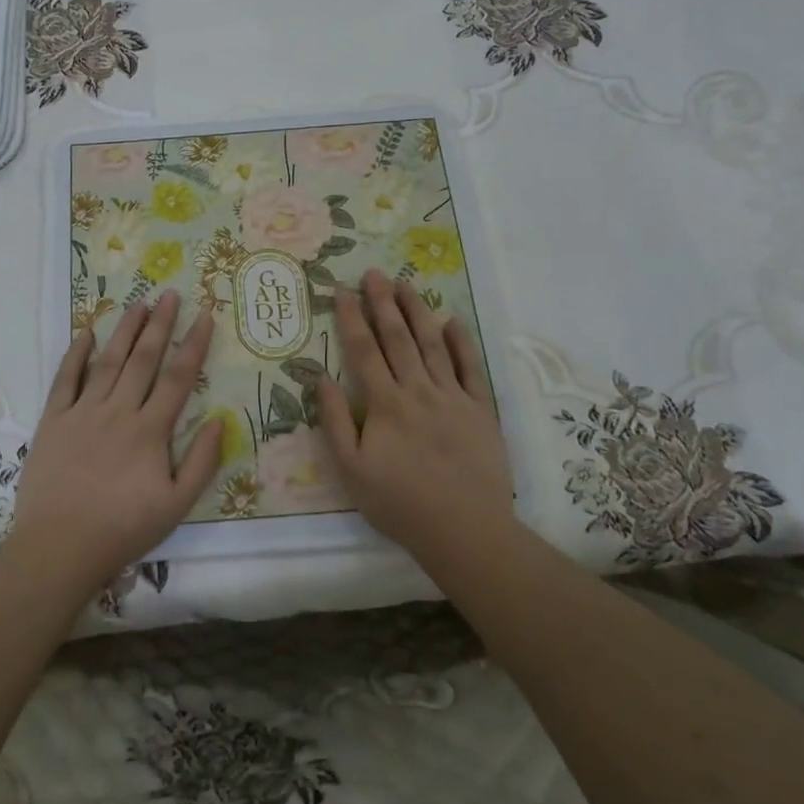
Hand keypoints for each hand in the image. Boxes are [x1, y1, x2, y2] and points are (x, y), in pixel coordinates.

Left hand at [10, 290, 221, 593]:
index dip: (194, 343)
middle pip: (143, 359)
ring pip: (107, 361)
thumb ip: (202, 461)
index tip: (205, 314)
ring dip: (124, 330)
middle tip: (170, 294)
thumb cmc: (123, 529)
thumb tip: (220, 419)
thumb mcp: (176, 505)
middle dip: (159, 324)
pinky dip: (75, 353)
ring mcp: (82, 412)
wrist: (60, 547)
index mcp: (150, 430)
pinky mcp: (52, 420)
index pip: (178, 377)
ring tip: (137, 303)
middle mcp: (118, 411)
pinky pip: (65, 379)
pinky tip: (85, 332)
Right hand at [317, 269, 515, 568]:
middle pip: (397, 337)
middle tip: (373, 273)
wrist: (465, 530)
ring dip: (417, 311)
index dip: (351, 317)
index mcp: (385, 403)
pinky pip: (470, 368)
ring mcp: (453, 397)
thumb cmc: (399, 503)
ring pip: (432, 343)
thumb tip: (322, 377)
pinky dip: (461, 342)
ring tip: (405, 284)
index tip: (341, 290)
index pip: (364, 349)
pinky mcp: (481, 410)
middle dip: (382, 302)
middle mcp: (418, 390)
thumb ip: (336, 421)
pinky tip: (452, 321)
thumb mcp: (351, 469)